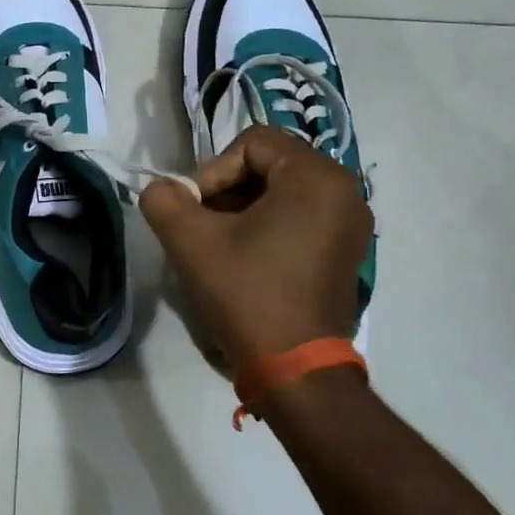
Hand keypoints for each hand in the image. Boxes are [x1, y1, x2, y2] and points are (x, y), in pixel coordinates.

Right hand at [139, 127, 372, 370]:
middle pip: (268, 164)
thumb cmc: (248, 294)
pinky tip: (246, 258)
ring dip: (243, 209)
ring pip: (282, 191)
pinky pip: (300, 215)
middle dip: (227, 190)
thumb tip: (163, 190)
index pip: (251, 144)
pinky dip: (268, 225)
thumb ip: (163, 199)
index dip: (212, 172)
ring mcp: (351, 222)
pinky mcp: (346, 250)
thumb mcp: (190, 241)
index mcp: (316, 177)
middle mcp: (345, 190)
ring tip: (219, 244)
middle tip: (202, 225)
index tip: (195, 212)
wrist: (296, 370)